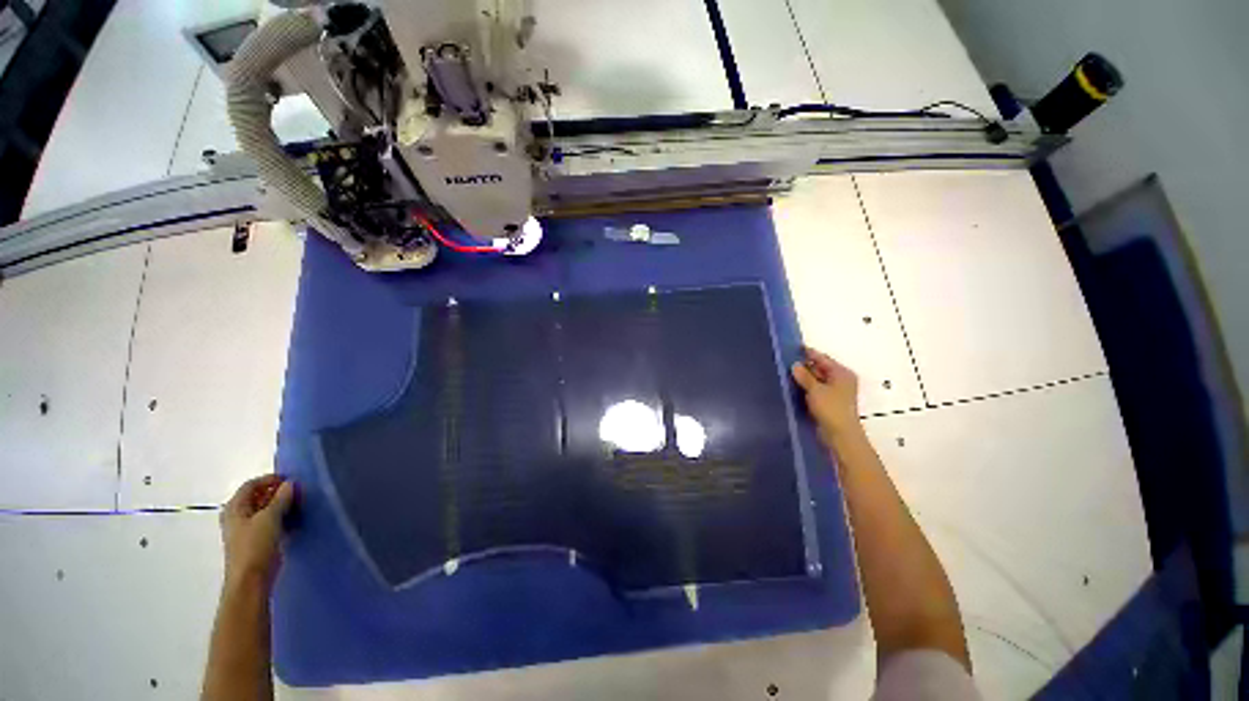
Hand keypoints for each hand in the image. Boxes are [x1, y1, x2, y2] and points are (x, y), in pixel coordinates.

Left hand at [220, 475, 295, 590]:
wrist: (251, 579)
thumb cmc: (255, 545)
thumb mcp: (270, 517)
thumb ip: (281, 498)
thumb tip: (291, 483)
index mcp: (234, 508)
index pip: (251, 485)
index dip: (270, 480)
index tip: (291, 480)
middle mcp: (237, 516)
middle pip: (257, 496)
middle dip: (277, 492)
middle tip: (298, 492)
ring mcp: (246, 529)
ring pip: (265, 510)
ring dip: (281, 505)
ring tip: (299, 504)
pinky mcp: (257, 540)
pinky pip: (270, 522)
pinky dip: (281, 517)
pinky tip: (294, 520)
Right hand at [791, 345, 861, 443]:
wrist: (840, 435)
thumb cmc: (831, 409)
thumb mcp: (815, 389)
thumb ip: (804, 376)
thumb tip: (795, 364)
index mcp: (841, 373)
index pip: (822, 358)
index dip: (808, 353)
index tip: (794, 347)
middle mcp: (840, 380)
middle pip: (820, 368)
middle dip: (805, 365)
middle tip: (786, 361)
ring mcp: (835, 391)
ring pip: (817, 379)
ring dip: (805, 377)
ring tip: (786, 373)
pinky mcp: (829, 402)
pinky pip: (816, 389)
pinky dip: (806, 387)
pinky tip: (794, 386)